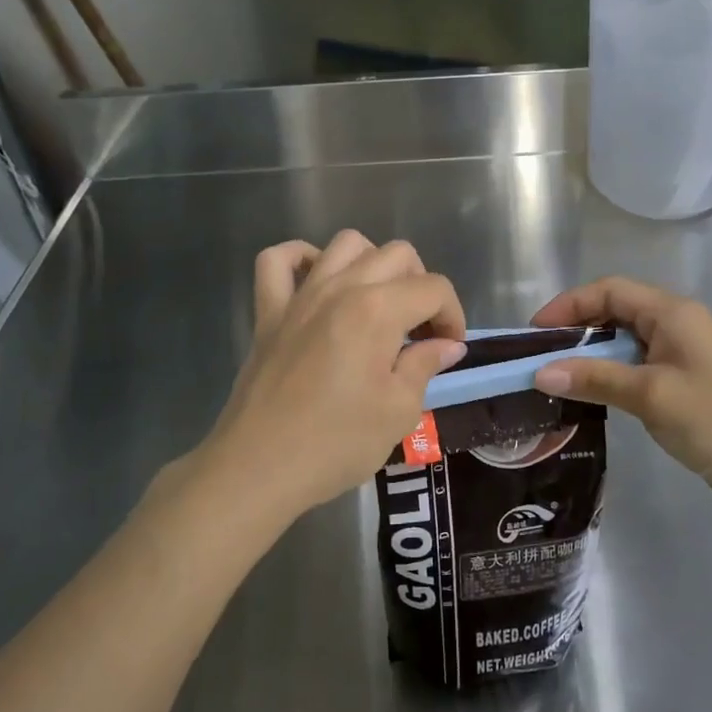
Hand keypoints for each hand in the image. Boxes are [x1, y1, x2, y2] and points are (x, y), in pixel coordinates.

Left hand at [198, 231, 467, 524]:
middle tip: (420, 329)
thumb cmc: (337, 443)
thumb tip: (446, 344)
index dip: (452, 314)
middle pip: (397, 254)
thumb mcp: (398, 410)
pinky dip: (300, 258)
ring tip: (378, 302)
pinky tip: (317, 281)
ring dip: (372, 263)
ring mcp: (300, 295)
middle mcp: (341, 287)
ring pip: (345, 244)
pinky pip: (277, 260)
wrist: (259, 467)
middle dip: (421, 285)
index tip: (449, 348)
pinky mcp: (269, 311)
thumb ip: (425, 365)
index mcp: (378, 309)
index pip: (433, 288)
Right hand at [528, 277, 711, 520]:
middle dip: (575, 329)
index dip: (568, 305)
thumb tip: (541, 371)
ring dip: (591, 354)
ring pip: (624, 340)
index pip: (608, 291)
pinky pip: (636, 365)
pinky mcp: (684, 380)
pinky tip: (591, 395)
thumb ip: (596, 379)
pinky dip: (609, 374)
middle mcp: (676, 323)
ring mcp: (681, 353)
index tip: (535, 333)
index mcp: (672, 313)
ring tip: (556, 377)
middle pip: (614, 311)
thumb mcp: (651, 396)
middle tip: (540, 357)